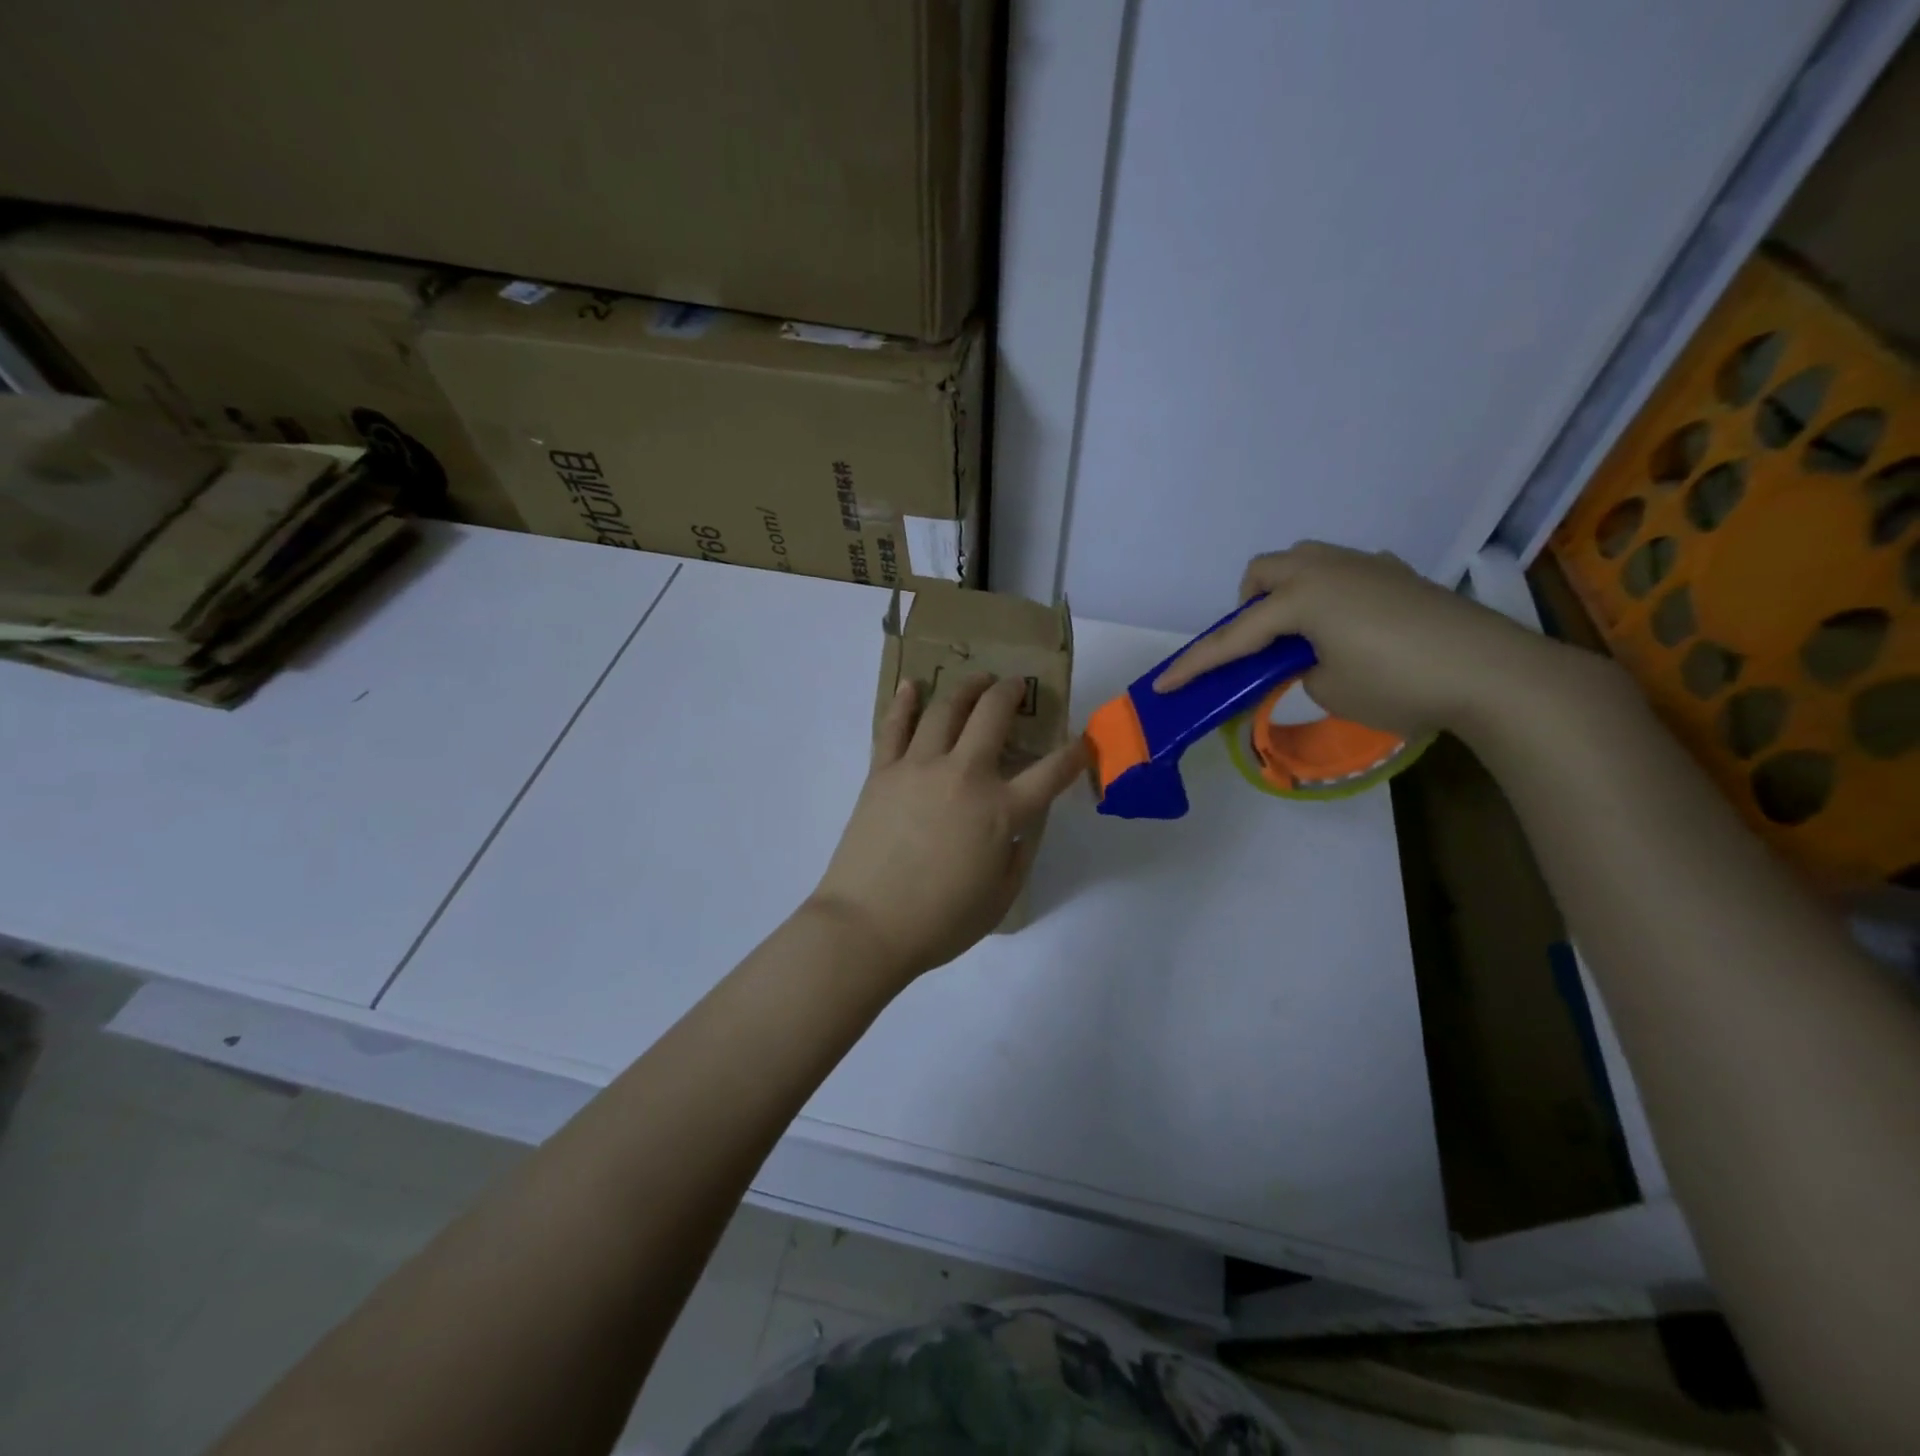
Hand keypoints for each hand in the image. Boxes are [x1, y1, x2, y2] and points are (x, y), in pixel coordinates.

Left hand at [808, 674, 1087, 981]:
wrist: (867, 926)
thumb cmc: (940, 922)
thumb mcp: (1002, 896)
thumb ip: (1018, 852)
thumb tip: (1018, 824)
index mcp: (1001, 810)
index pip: (1052, 772)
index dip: (1075, 754)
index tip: (1083, 743)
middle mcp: (964, 775)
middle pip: (993, 715)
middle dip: (1011, 693)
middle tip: (1016, 687)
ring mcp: (919, 768)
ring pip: (946, 709)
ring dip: (966, 688)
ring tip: (977, 681)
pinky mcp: (883, 772)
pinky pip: (894, 726)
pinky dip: (905, 702)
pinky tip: (914, 686)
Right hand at [1152, 541, 1572, 738]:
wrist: (1495, 673)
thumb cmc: (1399, 684)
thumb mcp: (1329, 688)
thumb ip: (1298, 668)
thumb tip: (1306, 657)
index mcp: (1302, 598)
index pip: (1234, 637)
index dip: (1196, 665)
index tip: (1163, 686)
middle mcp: (1328, 569)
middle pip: (1265, 572)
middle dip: (1247, 607)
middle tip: (1257, 647)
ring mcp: (1367, 567)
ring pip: (1305, 561)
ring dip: (1286, 593)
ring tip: (1300, 635)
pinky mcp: (1398, 576)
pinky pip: (1343, 572)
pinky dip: (1327, 595)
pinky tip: (1349, 627)